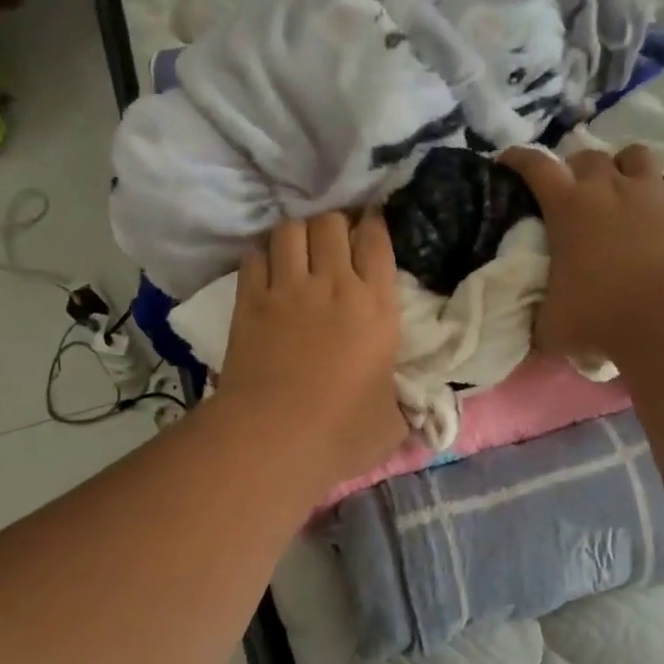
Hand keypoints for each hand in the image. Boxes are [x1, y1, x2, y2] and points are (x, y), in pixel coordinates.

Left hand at [220, 211, 406, 482]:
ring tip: (301, 248)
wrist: (273, 440)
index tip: (371, 227)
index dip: (374, 225)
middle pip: (332, 223)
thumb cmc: (341, 434)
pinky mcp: (250, 301)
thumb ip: (404, 404)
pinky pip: (255, 255)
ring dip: (299, 232)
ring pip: (292, 229)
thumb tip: (414, 406)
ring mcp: (288, 289)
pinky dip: (263, 254)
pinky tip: (268, 268)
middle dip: (336, 223)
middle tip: (335, 241)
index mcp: (377, 308)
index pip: (377, 241)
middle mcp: (334, 285)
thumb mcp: (392, 423)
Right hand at [499, 144, 663, 359]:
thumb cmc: (599, 318)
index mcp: (568, 208)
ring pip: (639, 155)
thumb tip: (535, 326)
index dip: (519, 159)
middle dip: (579, 169)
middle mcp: (610, 188)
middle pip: (589, 157)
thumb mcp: (549, 325)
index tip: (508, 162)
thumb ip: (538, 316)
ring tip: (628, 189)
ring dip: (629, 167)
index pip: (536, 167)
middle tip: (577, 194)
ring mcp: (657, 194)